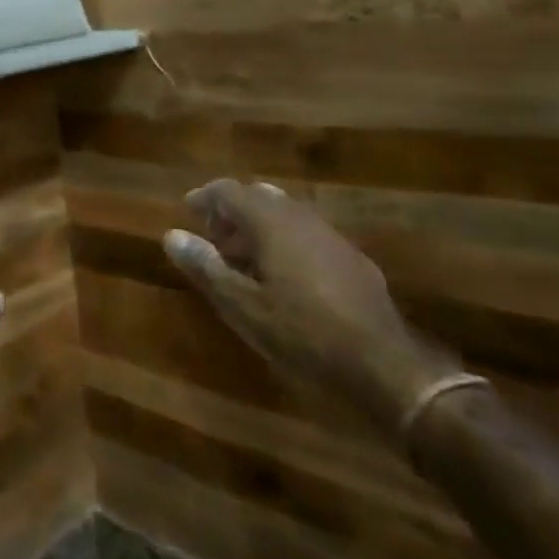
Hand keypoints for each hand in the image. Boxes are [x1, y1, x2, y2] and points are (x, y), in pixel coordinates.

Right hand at [164, 179, 461, 433]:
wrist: (386, 368)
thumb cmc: (303, 334)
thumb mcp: (244, 307)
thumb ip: (207, 267)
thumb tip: (172, 236)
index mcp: (272, 222)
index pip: (230, 190)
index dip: (205, 197)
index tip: (188, 212)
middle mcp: (301, 217)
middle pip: (259, 197)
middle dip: (232, 212)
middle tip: (214, 240)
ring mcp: (331, 236)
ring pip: (286, 215)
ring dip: (259, 228)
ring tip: (244, 261)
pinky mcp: (352, 260)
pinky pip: (307, 235)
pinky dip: (285, 242)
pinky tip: (285, 279)